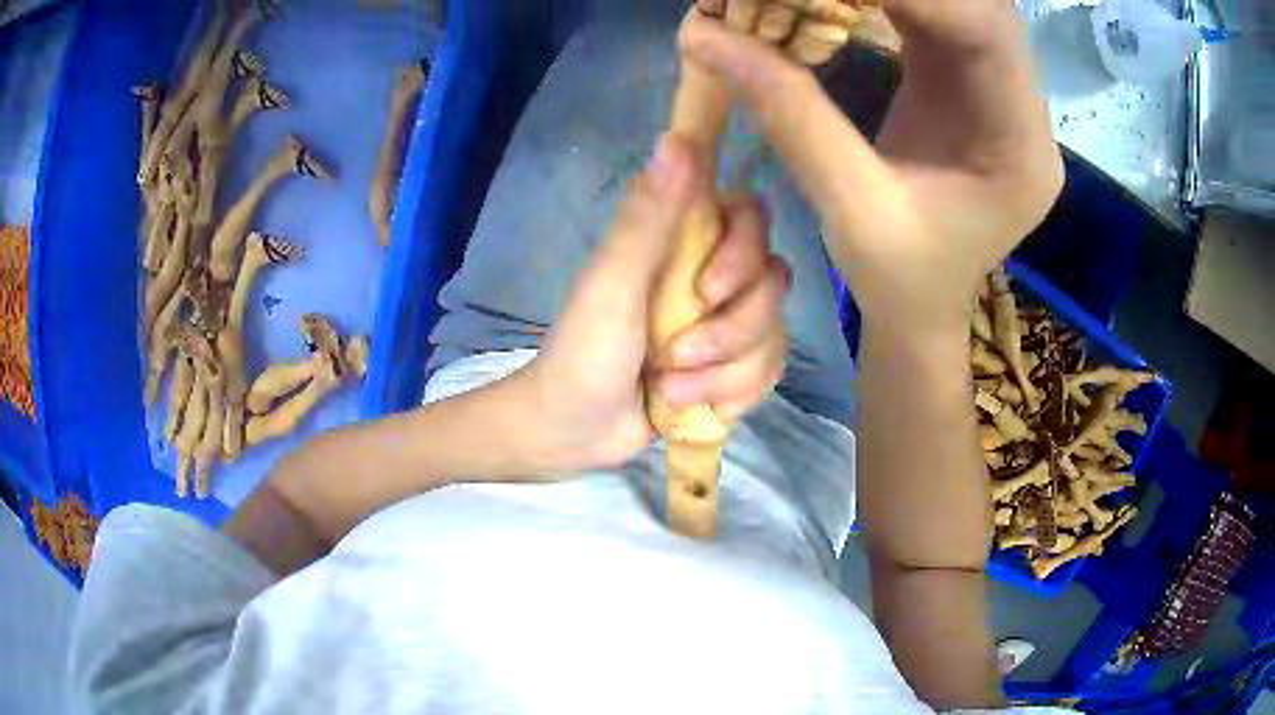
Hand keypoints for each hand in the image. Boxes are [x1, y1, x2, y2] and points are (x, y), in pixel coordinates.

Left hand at [512, 135, 790, 471]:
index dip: (744, 253)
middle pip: (773, 284)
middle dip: (731, 332)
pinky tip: (692, 407)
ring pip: (773, 336)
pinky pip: (768, 373)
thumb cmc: (582, 351)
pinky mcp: (733, 368)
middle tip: (674, 356)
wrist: (573, 431)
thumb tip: (678, 139)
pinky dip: (733, 396)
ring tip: (669, 391)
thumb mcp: (610, 283)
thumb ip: (647, 217)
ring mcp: (727, 325)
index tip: (708, 290)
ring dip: (724, 374)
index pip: (751, 218)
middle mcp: (713, 275)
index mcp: (683, 242)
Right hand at [680, 1, 1063, 335]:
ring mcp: (999, 93)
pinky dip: (881, 0)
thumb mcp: (850, 210)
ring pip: (955, 5)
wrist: (923, 307)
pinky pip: (932, 18)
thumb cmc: (901, 282)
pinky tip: (834, 1)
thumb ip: (791, 114)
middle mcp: (1024, 110)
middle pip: (977, 6)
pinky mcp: (967, 84)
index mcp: (1021, 149)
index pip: (984, 32)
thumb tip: (705, 36)